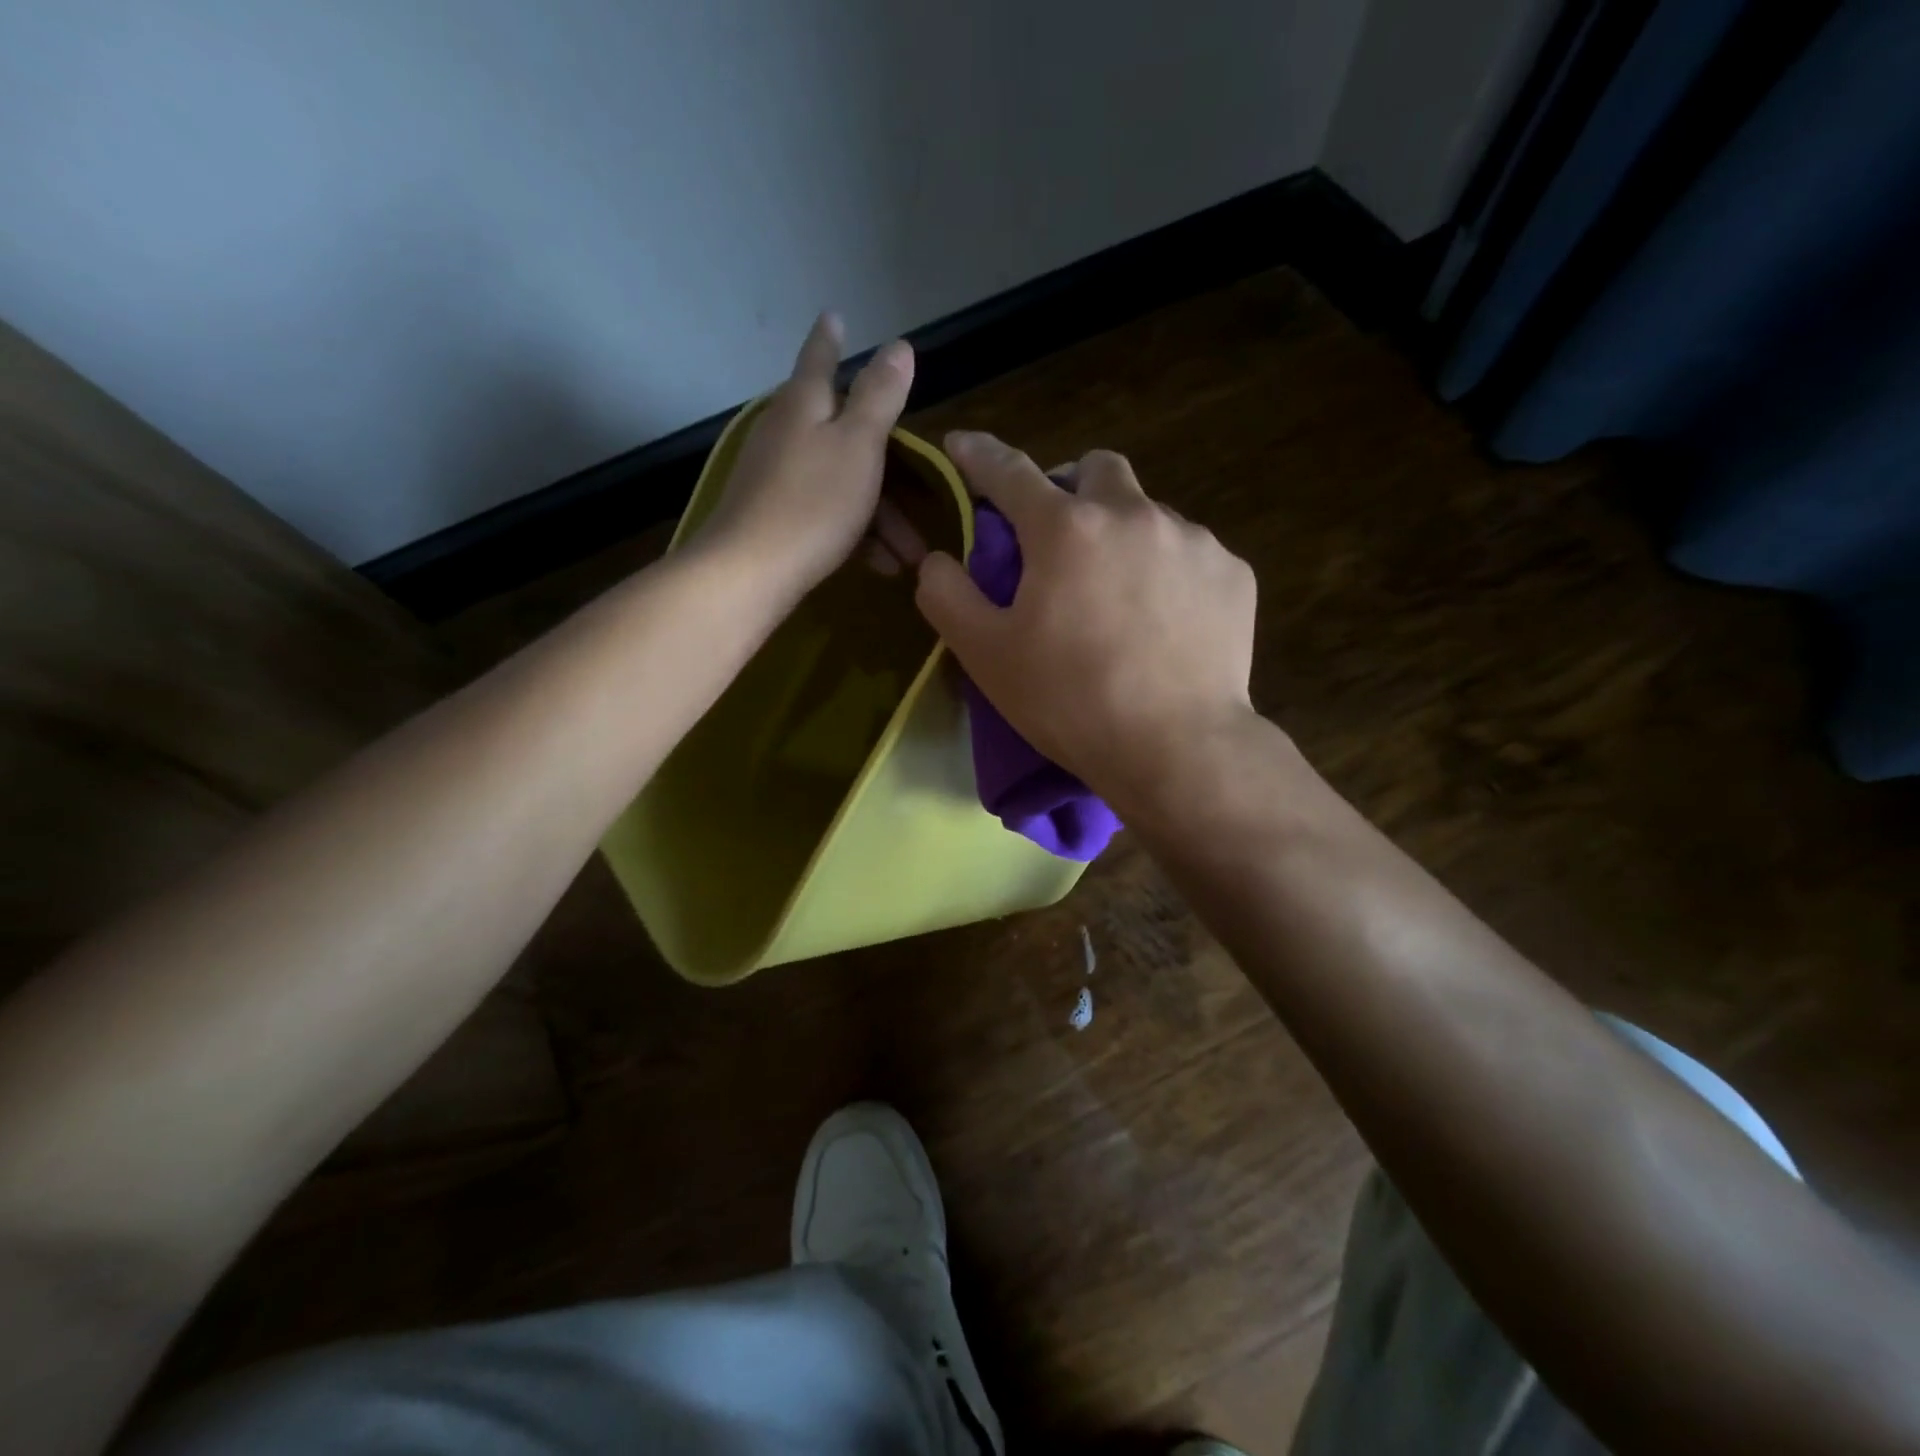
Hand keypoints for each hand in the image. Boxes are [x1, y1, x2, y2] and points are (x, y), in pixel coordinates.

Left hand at [693, 313, 914, 600]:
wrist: (750, 571)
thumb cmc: (813, 503)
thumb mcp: (858, 445)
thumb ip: (879, 397)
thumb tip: (898, 345)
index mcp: (804, 405)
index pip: (819, 359)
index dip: (830, 339)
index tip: (834, 315)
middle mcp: (786, 433)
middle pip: (843, 434)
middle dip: (887, 465)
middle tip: (921, 491)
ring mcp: (776, 476)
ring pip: (842, 482)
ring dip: (881, 515)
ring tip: (910, 553)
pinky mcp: (774, 517)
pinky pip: (827, 514)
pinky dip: (856, 532)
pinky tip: (880, 563)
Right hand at [914, 432, 1258, 811]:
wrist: (1177, 749)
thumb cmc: (1070, 702)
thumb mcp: (986, 655)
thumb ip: (947, 596)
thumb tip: (937, 560)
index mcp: (1065, 529)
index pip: (1009, 472)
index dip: (979, 456)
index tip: (962, 446)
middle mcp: (1133, 514)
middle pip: (1097, 468)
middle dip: (1072, 488)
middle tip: (1061, 539)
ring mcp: (1192, 540)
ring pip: (1148, 513)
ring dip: (1123, 536)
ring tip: (1118, 598)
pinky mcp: (1232, 573)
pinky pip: (1191, 554)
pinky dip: (1168, 573)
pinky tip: (1164, 623)